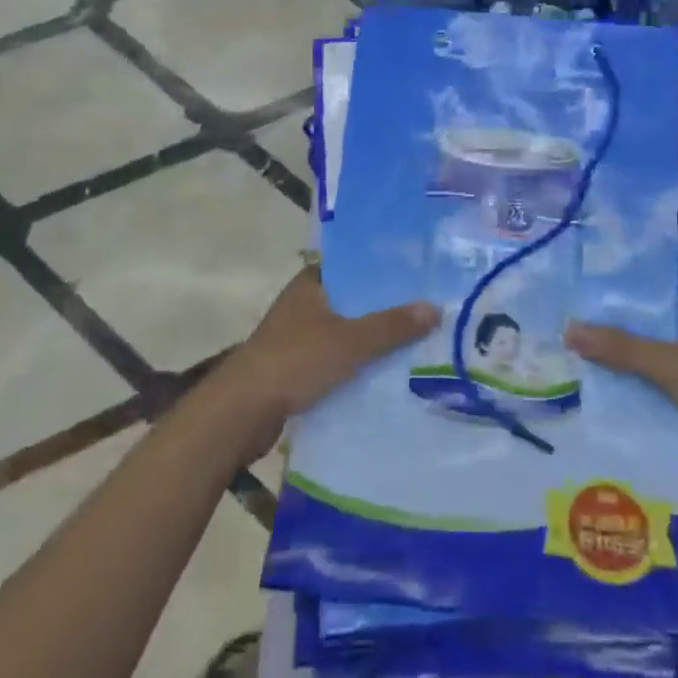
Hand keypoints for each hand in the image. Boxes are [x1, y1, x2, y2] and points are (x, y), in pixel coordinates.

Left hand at [217, 267, 437, 457]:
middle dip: (384, 309)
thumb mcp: (350, 341)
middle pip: (352, 301)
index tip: (418, 275)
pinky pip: (335, 361)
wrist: (242, 412)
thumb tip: (435, 307)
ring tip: (415, 343)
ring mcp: (296, 338)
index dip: (383, 270)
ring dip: (371, 341)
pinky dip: (356, 366)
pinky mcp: (295, 369)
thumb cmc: (295, 361)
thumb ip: (392, 325)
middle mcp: (303, 304)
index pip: (352, 265)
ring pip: (344, 333)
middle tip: (427, 311)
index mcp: (310, 284)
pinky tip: (385, 375)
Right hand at [565, 307, 677, 505]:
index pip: (649, 309)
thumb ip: (621, 348)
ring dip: (621, 392)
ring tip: (566, 390)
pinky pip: (658, 419)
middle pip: (645, 350)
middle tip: (559, 353)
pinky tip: (598, 425)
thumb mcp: (672, 363)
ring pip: (649, 387)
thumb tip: (568, 328)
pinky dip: (636, 422)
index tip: (572, 311)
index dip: (614, 309)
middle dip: (609, 355)